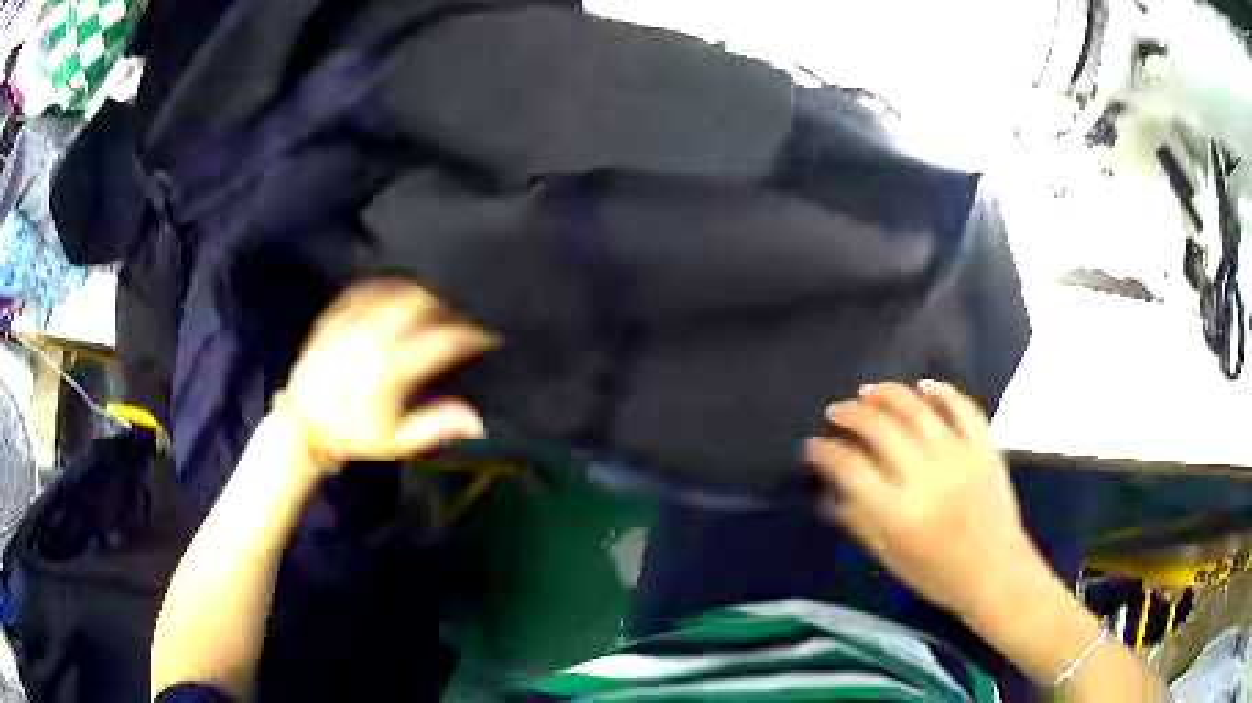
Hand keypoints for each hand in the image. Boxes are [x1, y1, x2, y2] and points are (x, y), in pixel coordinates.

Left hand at [277, 280, 495, 473]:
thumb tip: (477, 420)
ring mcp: (349, 324)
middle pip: (421, 302)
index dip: (471, 334)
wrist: (303, 426)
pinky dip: (386, 287)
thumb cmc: (354, 436)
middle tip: (462, 315)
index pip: (442, 340)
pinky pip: (365, 289)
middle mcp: (370, 339)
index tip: (487, 336)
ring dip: (421, 292)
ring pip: (394, 290)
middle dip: (448, 304)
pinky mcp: (334, 318)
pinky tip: (397, 292)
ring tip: (436, 301)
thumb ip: (436, 425)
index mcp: (390, 371)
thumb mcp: (397, 441)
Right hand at [806, 381, 1045, 616]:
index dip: (826, 452)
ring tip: (869, 392)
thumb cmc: (938, 576)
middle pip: (880, 429)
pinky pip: (962, 408)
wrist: (995, 573)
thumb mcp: (890, 558)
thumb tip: (834, 490)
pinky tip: (924, 385)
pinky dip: (942, 392)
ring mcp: (958, 456)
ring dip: (888, 394)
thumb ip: (861, 521)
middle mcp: (926, 476)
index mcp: (898, 512)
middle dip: (851, 414)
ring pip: (917, 409)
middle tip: (836, 412)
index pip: (851, 468)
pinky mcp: (983, 448)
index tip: (813, 446)